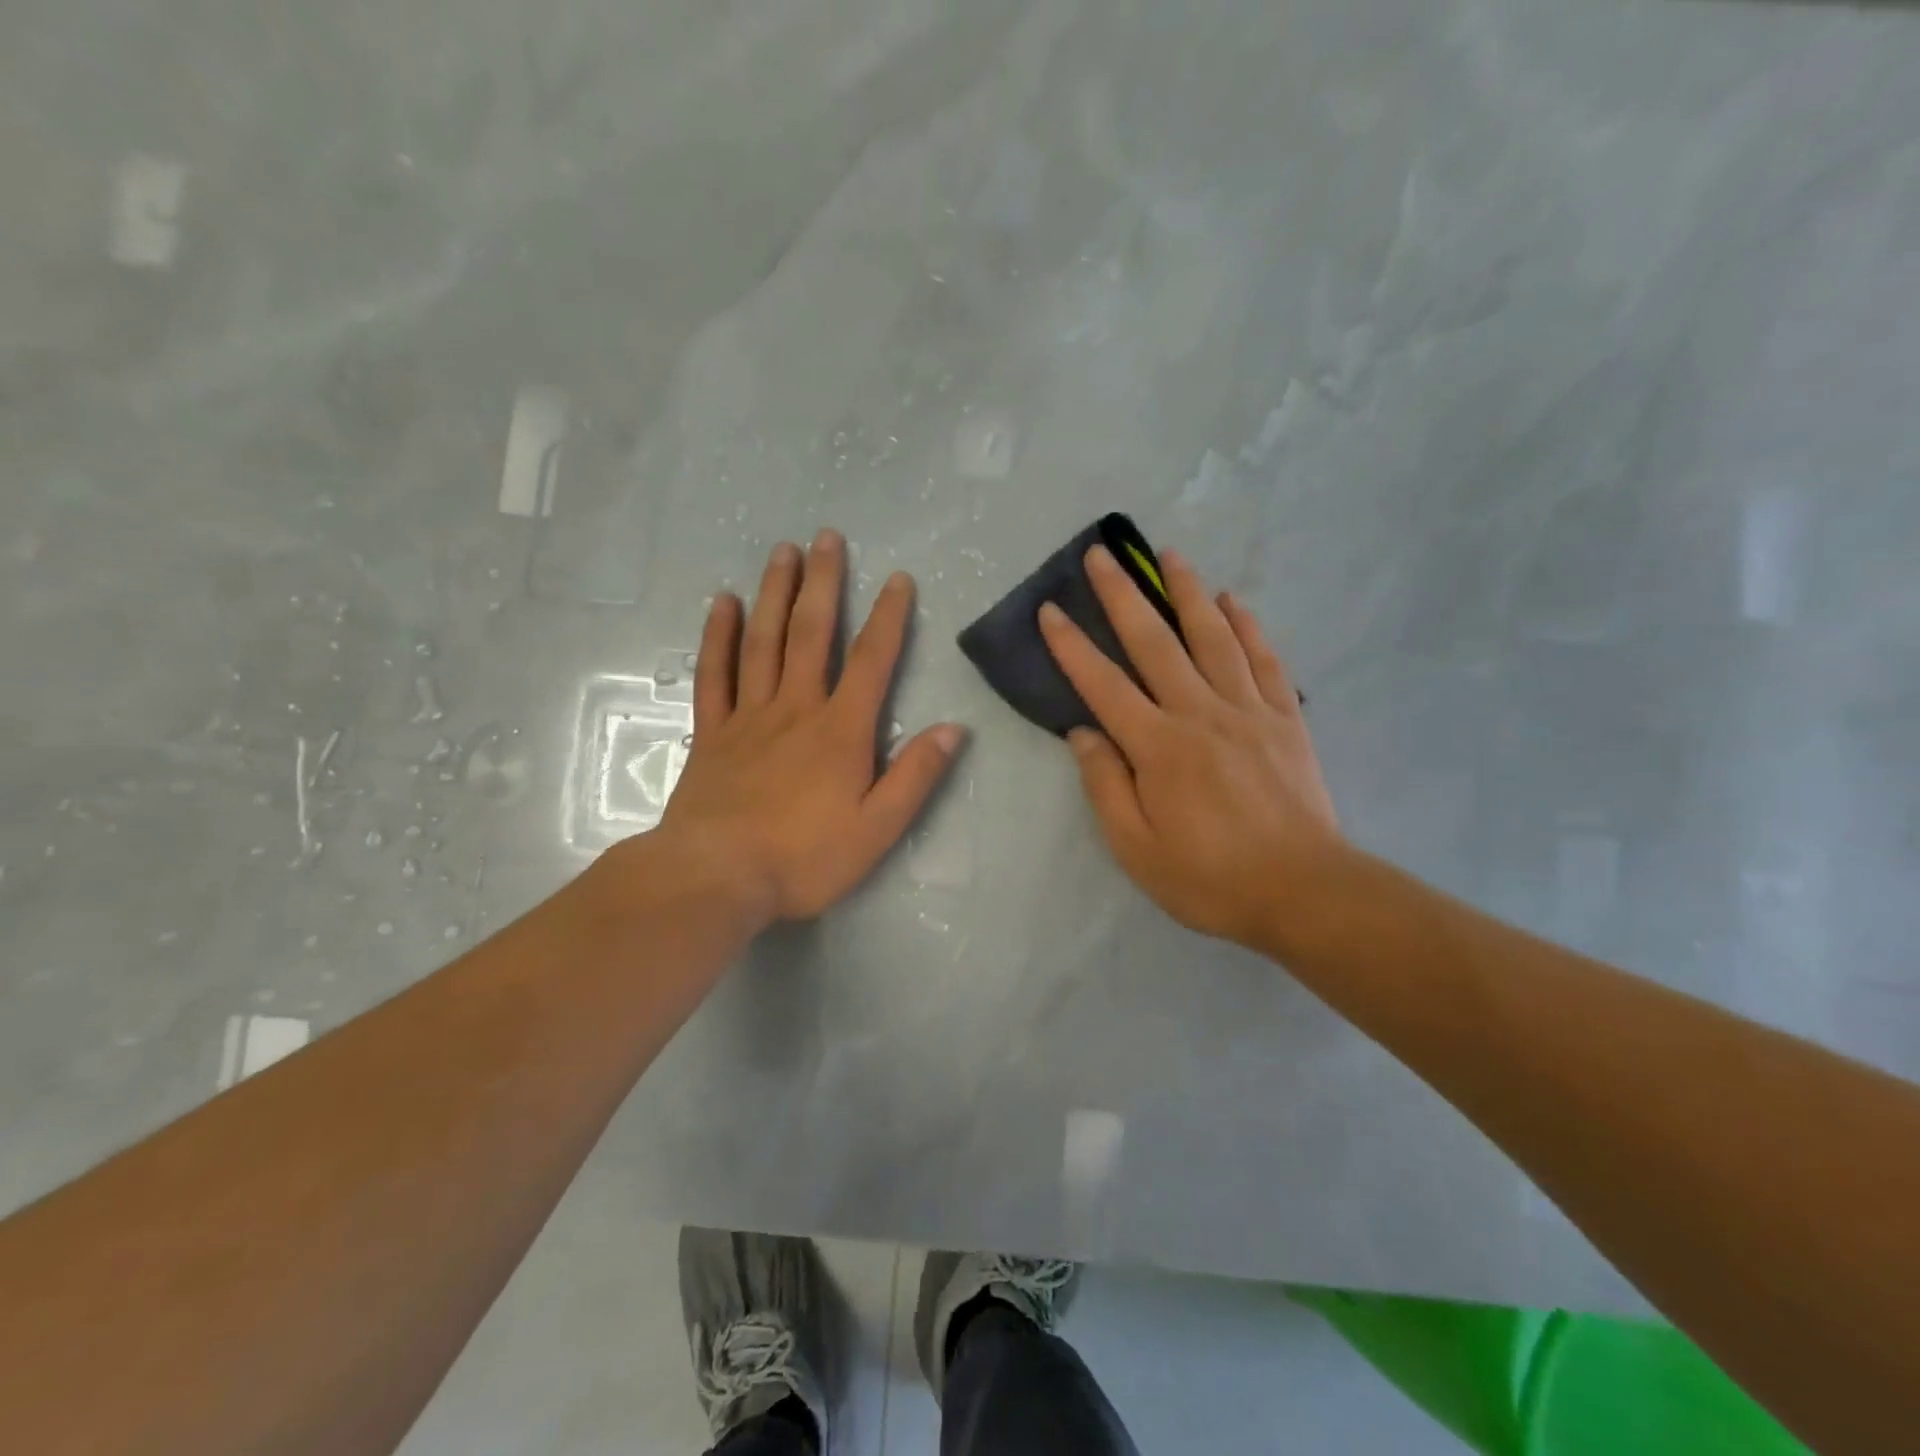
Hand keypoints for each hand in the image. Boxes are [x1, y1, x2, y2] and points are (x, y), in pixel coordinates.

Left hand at [649, 528, 964, 926]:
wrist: (715, 876)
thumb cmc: (804, 858)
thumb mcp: (877, 829)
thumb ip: (915, 777)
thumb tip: (953, 729)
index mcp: (840, 731)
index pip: (872, 661)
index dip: (889, 618)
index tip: (898, 579)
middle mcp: (795, 708)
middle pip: (811, 634)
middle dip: (823, 583)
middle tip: (827, 537)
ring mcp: (748, 717)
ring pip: (763, 641)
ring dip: (775, 594)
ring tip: (782, 552)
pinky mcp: (711, 733)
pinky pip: (714, 674)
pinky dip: (718, 636)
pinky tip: (723, 604)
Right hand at [1039, 545, 1342, 952]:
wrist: (1303, 892)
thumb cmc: (1209, 878)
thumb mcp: (1136, 848)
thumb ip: (1105, 786)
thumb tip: (1083, 732)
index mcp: (1158, 747)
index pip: (1103, 685)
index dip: (1072, 646)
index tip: (1050, 610)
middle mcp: (1200, 714)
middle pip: (1155, 642)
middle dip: (1123, 595)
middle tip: (1102, 555)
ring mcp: (1248, 710)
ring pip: (1213, 637)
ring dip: (1187, 592)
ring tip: (1169, 555)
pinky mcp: (1284, 719)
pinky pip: (1263, 660)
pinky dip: (1247, 626)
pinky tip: (1232, 601)